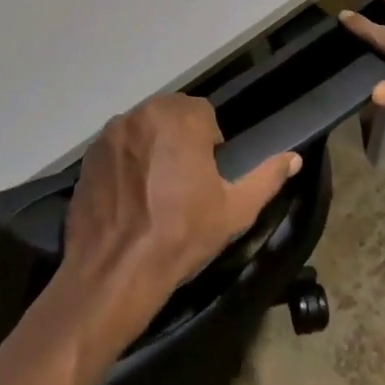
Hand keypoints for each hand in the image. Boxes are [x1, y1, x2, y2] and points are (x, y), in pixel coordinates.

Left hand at [62, 95, 300, 335]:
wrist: (114, 272)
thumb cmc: (180, 237)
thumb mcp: (234, 211)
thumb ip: (266, 178)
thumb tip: (294, 157)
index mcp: (182, 117)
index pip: (204, 115)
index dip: (208, 145)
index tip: (205, 177)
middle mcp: (145, 112)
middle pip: (171, 116)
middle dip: (179, 141)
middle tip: (181, 185)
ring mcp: (113, 131)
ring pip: (143, 129)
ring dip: (151, 148)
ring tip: (154, 192)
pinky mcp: (89, 153)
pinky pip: (117, 147)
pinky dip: (125, 162)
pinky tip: (128, 197)